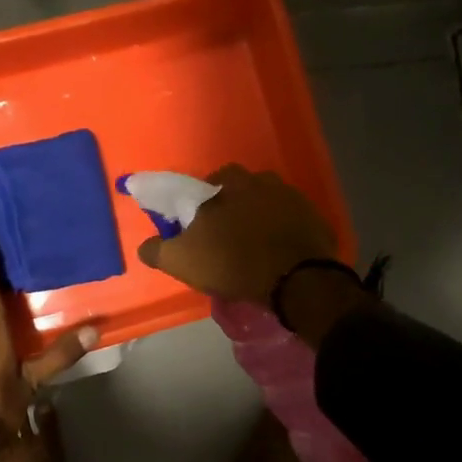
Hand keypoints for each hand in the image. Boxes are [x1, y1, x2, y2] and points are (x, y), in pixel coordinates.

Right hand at [135, 164, 338, 303]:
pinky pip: (293, 222)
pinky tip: (279, 254)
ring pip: (270, 204)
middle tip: (228, 234)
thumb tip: (145, 245)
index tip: (201, 223)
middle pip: (244, 190)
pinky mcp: (316, 219)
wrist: (296, 280)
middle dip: (235, 206)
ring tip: (255, 246)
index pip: (212, 181)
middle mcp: (264, 181)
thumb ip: (158, 249)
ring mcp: (294, 199)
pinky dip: (284, 233)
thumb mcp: (183, 260)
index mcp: (231, 184)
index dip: (204, 201)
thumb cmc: (234, 262)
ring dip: (262, 218)